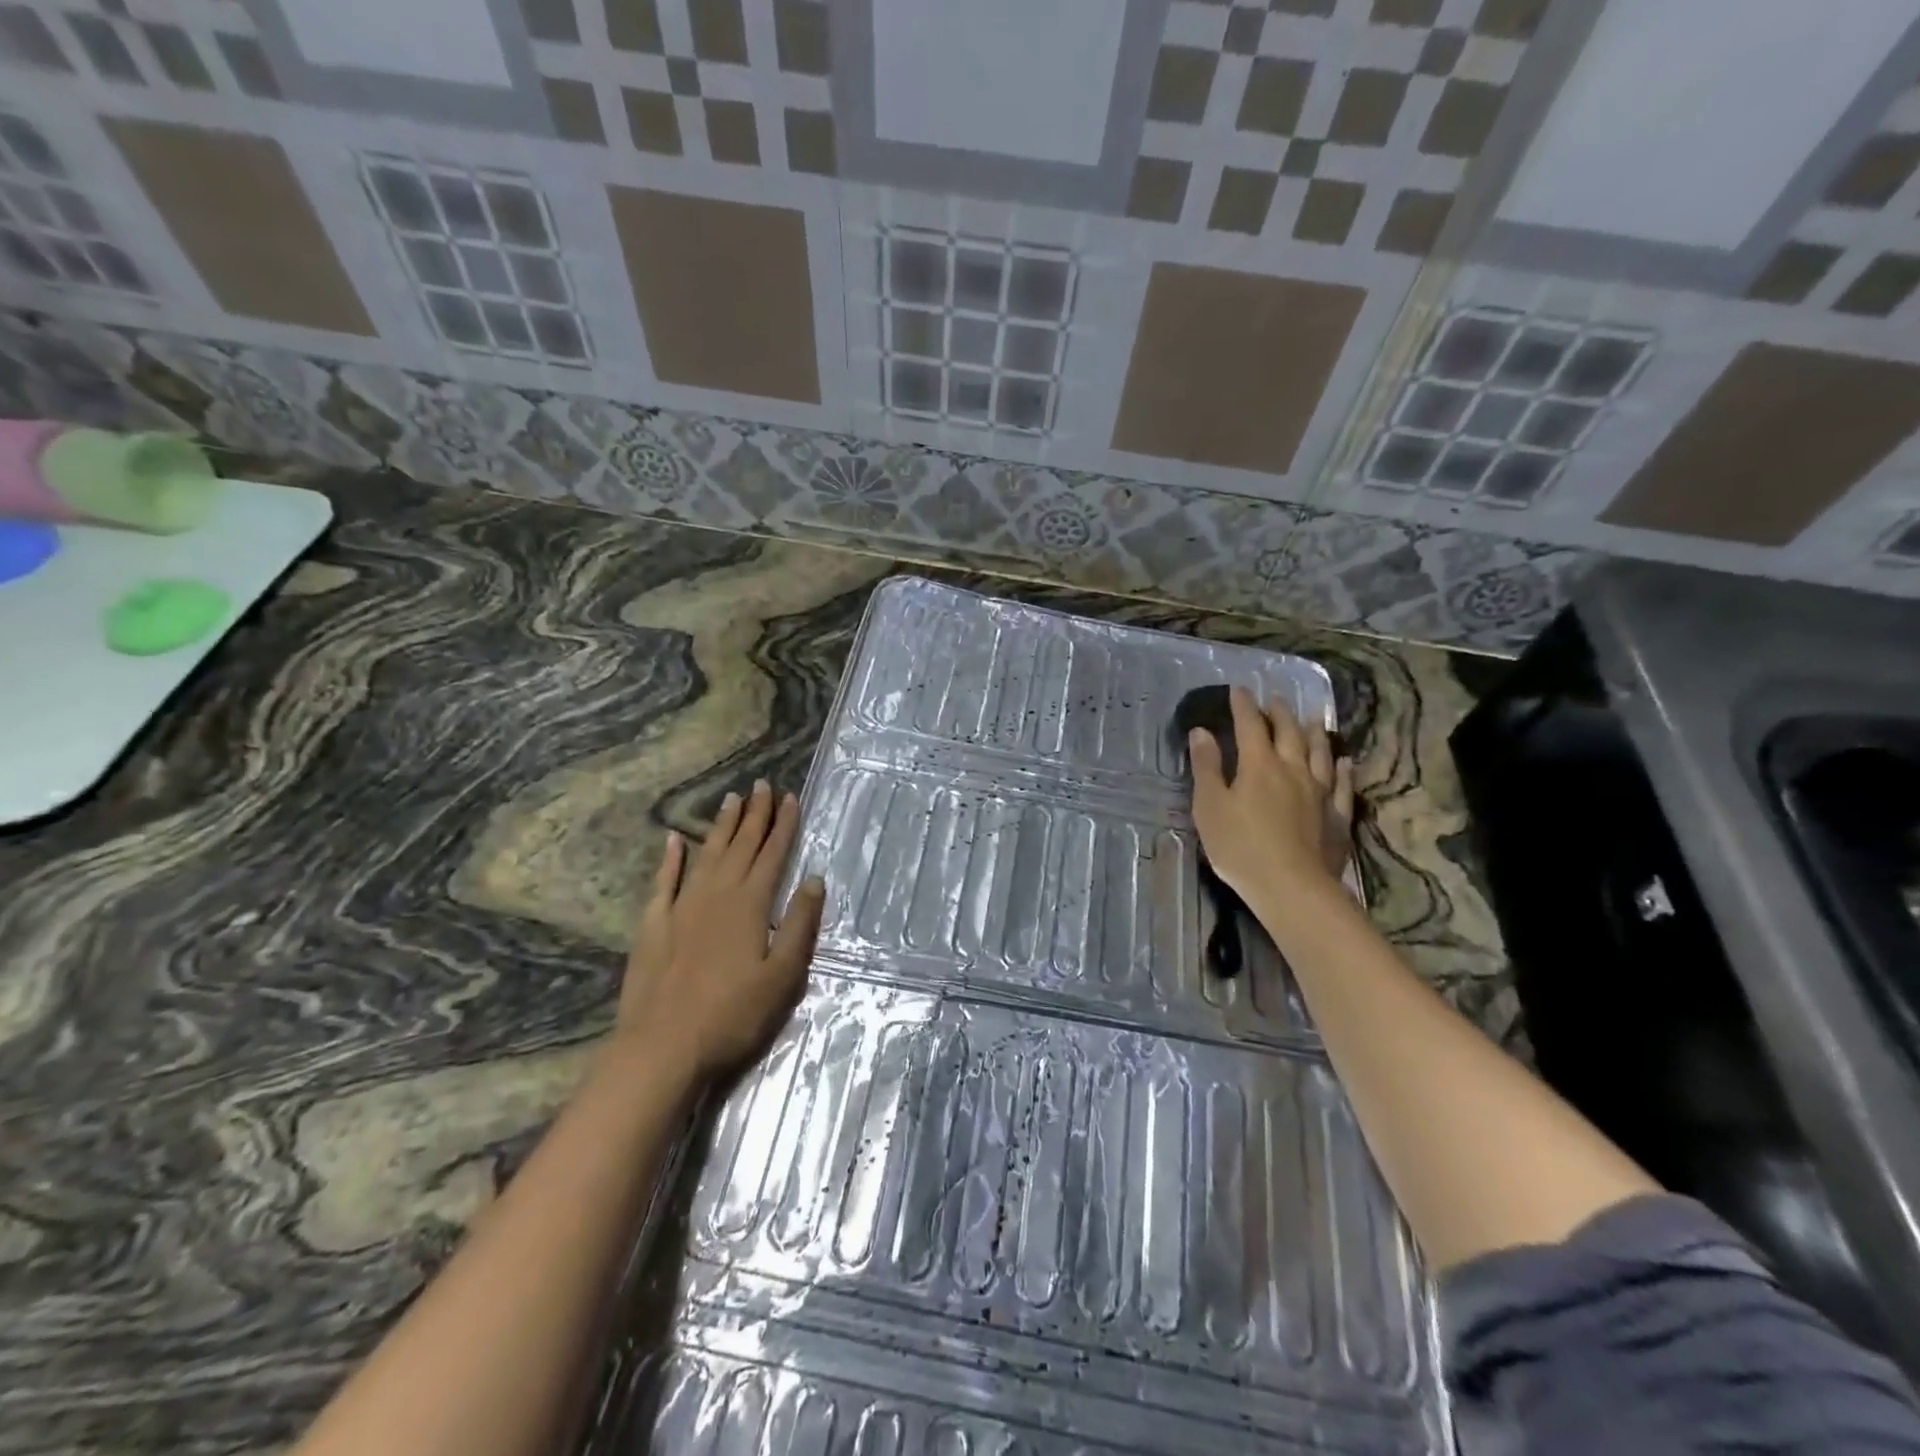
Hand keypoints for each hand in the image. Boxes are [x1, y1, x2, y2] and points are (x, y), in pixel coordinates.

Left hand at [616, 780, 825, 1078]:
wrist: (663, 1047)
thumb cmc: (732, 1015)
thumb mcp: (782, 976)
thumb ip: (799, 924)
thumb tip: (815, 880)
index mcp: (750, 905)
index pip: (773, 855)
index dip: (784, 825)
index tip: (791, 797)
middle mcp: (717, 895)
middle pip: (741, 846)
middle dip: (755, 815)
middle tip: (762, 785)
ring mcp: (682, 908)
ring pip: (707, 855)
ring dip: (722, 827)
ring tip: (732, 799)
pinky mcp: (655, 925)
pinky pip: (665, 882)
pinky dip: (671, 859)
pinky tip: (675, 840)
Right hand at [1188, 687, 1354, 908]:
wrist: (1292, 887)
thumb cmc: (1240, 846)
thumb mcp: (1210, 806)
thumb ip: (1206, 767)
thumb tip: (1202, 731)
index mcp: (1259, 765)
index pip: (1250, 725)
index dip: (1243, 705)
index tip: (1239, 689)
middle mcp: (1293, 769)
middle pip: (1289, 733)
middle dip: (1280, 713)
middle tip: (1275, 699)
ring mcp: (1320, 793)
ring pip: (1320, 753)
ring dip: (1314, 733)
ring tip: (1312, 720)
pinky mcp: (1337, 817)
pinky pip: (1343, 785)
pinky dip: (1343, 770)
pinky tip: (1344, 762)